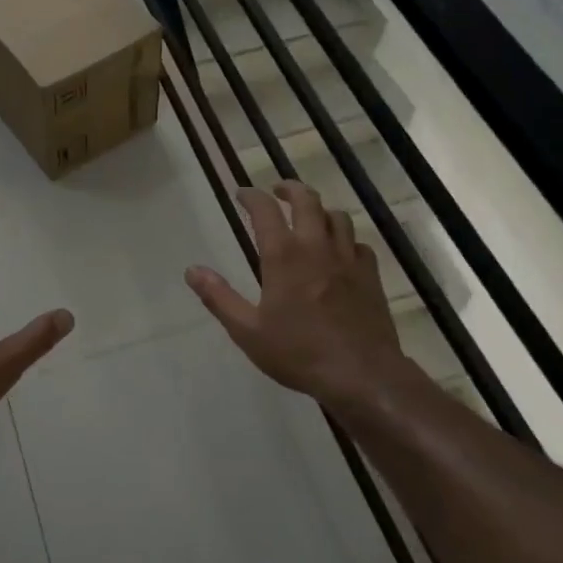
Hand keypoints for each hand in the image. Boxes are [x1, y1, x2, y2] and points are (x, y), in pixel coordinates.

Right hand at [184, 183, 407, 405]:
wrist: (361, 373)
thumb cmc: (298, 352)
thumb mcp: (247, 330)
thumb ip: (218, 297)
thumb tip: (192, 270)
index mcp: (283, 256)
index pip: (265, 210)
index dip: (251, 196)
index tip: (241, 194)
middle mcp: (316, 246)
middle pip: (307, 200)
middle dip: (289, 189)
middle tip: (277, 191)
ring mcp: (348, 258)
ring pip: (337, 216)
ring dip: (320, 210)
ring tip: (309, 217)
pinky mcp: (371, 275)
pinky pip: (358, 244)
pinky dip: (346, 240)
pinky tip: (340, 252)